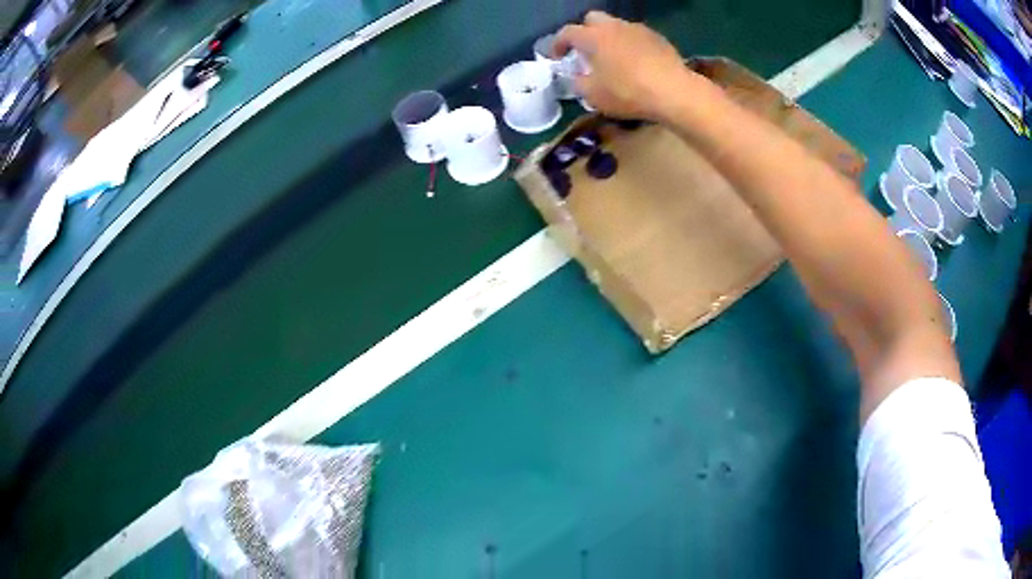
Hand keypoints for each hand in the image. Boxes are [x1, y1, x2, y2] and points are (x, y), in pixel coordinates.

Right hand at [553, 12, 707, 120]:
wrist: (674, 91)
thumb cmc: (628, 92)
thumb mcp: (593, 95)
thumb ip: (578, 83)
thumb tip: (577, 77)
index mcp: (593, 37)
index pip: (567, 33)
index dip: (558, 44)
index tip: (557, 57)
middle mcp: (613, 26)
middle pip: (592, 19)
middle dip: (585, 32)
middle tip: (586, 51)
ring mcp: (638, 29)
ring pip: (616, 26)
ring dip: (609, 37)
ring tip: (612, 57)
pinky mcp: (658, 38)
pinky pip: (636, 36)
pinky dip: (630, 45)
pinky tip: (635, 62)